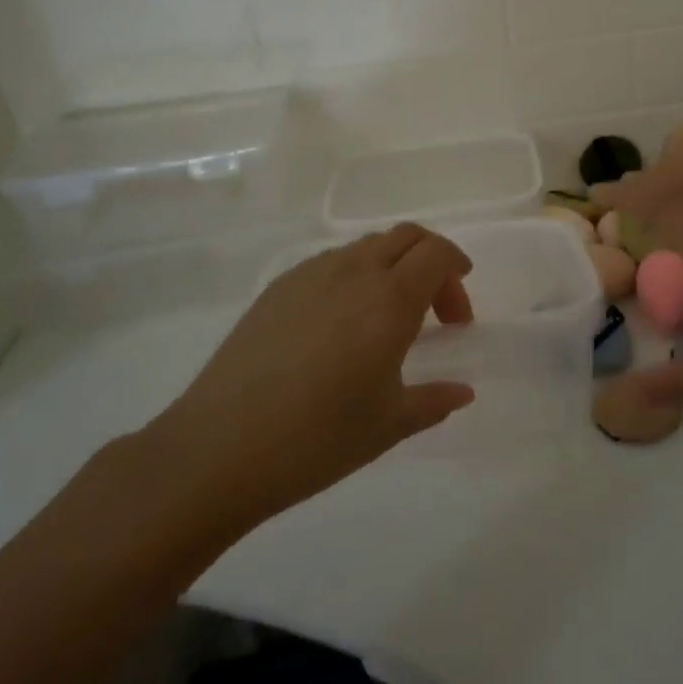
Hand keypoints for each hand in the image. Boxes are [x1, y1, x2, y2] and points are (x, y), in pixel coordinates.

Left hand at [139, 224, 476, 533]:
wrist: (220, 447)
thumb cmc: (318, 437)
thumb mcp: (389, 425)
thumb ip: (434, 400)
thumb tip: (462, 392)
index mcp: (390, 298)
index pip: (437, 253)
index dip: (456, 272)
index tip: (457, 315)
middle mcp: (354, 271)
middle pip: (406, 236)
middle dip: (431, 262)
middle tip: (434, 311)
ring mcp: (311, 274)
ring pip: (367, 246)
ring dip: (391, 267)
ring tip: (386, 319)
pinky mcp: (278, 287)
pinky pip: (331, 263)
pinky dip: (354, 276)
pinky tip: (340, 326)